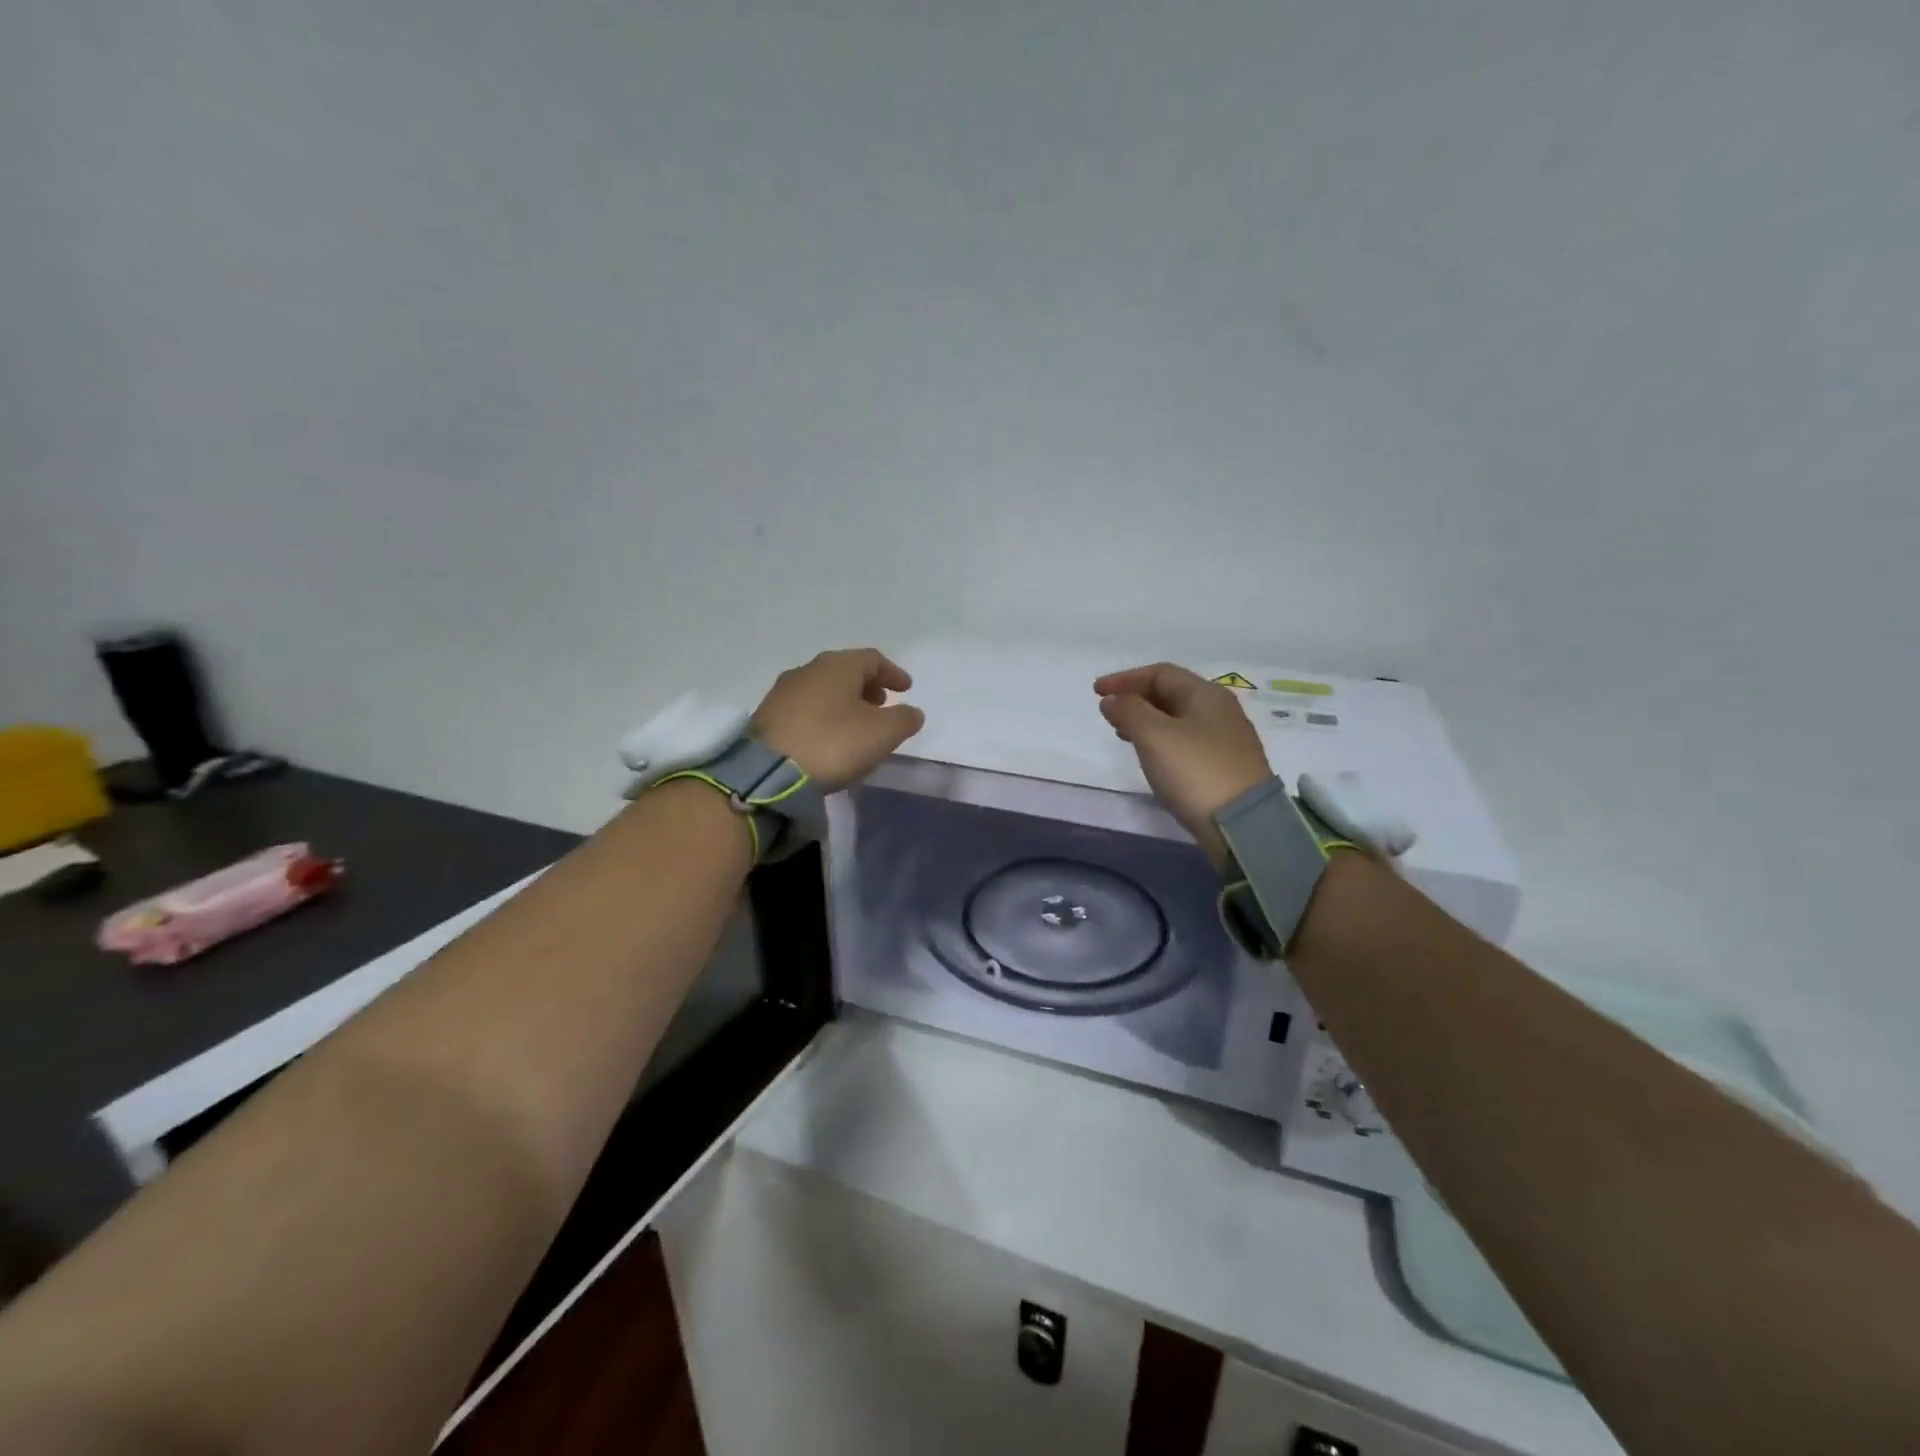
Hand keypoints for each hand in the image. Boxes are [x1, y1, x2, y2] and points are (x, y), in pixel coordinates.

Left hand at [752, 648, 925, 792]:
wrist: (768, 772)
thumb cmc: (834, 743)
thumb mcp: (882, 733)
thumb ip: (904, 719)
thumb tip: (912, 712)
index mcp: (838, 665)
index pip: (872, 659)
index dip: (893, 673)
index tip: (906, 689)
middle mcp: (808, 670)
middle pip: (845, 671)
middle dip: (867, 686)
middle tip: (882, 704)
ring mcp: (783, 692)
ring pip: (823, 689)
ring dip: (845, 701)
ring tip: (857, 723)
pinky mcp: (767, 717)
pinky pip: (806, 708)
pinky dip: (824, 715)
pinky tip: (829, 737)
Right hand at [1094, 663, 1272, 864]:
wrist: (1243, 824)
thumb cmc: (1194, 771)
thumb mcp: (1154, 736)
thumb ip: (1129, 711)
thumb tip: (1112, 699)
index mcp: (1206, 694)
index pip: (1160, 674)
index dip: (1125, 679)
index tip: (1096, 692)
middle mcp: (1220, 710)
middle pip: (1171, 693)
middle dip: (1136, 698)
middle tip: (1108, 712)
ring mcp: (1225, 739)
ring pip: (1178, 718)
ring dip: (1146, 720)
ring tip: (1121, 733)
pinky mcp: (1224, 766)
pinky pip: (1185, 740)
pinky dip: (1161, 740)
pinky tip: (1150, 756)